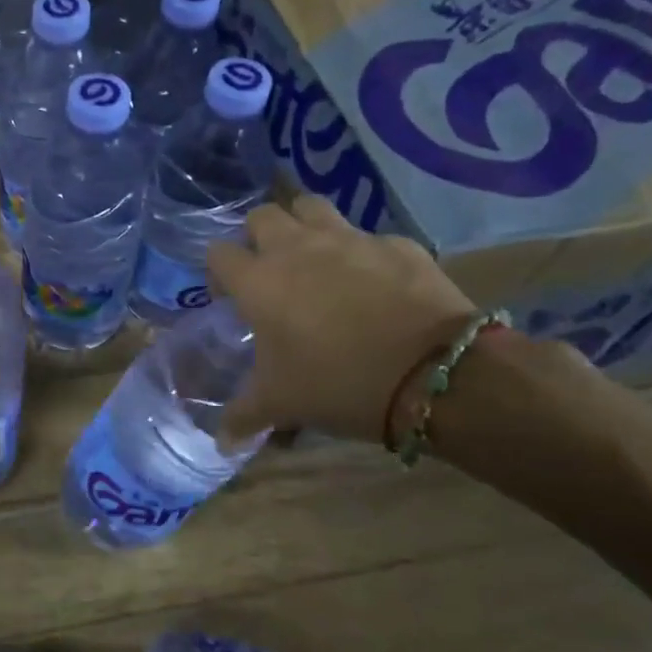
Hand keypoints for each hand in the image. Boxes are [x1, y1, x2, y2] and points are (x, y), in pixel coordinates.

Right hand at [207, 196, 475, 443]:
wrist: (433, 373)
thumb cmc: (337, 384)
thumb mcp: (281, 405)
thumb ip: (243, 417)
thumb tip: (221, 443)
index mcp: (259, 281)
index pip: (218, 253)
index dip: (219, 271)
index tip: (230, 297)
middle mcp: (297, 248)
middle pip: (263, 215)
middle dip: (259, 237)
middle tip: (270, 272)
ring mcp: (351, 239)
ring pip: (313, 207)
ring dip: (305, 226)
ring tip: (315, 259)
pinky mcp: (398, 244)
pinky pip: (370, 238)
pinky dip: (363, 253)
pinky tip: (374, 283)